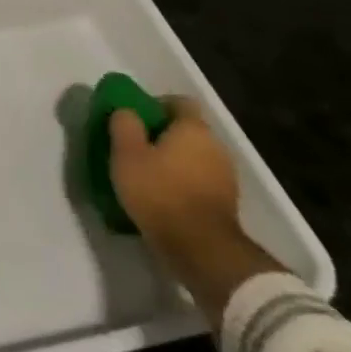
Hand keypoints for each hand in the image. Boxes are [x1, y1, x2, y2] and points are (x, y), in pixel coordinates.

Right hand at [108, 97, 240, 251]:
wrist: (201, 249)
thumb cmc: (160, 191)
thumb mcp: (126, 153)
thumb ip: (124, 123)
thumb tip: (127, 111)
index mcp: (194, 129)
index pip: (179, 102)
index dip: (155, 104)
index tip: (134, 117)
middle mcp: (216, 147)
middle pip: (187, 130)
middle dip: (162, 135)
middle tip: (134, 146)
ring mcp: (225, 177)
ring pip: (193, 156)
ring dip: (173, 160)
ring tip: (146, 173)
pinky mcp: (226, 203)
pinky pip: (199, 180)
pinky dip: (182, 182)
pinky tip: (162, 196)